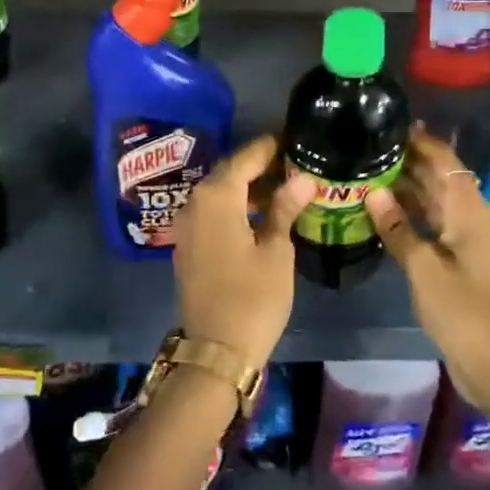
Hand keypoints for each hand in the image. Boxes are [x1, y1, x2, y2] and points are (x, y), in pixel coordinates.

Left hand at [170, 134, 315, 367]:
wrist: (215, 350)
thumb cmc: (253, 297)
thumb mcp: (277, 251)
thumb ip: (284, 209)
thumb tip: (302, 179)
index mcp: (217, 197)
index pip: (245, 158)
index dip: (269, 148)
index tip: (292, 138)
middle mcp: (195, 203)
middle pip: (228, 173)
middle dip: (258, 167)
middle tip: (292, 163)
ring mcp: (186, 225)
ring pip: (218, 193)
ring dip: (246, 188)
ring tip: (282, 188)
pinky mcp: (187, 245)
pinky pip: (211, 213)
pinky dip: (233, 207)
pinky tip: (259, 215)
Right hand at [365, 128, 489, 414]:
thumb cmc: (463, 311)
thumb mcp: (424, 269)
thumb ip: (397, 228)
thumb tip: (372, 192)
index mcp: (467, 209)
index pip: (443, 158)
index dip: (418, 140)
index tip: (385, 125)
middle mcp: (468, 215)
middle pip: (437, 176)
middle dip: (405, 160)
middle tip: (364, 147)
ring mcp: (463, 237)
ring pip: (431, 199)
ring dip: (403, 186)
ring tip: (363, 172)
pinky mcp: (456, 257)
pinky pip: (429, 222)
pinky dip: (407, 213)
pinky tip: (378, 211)